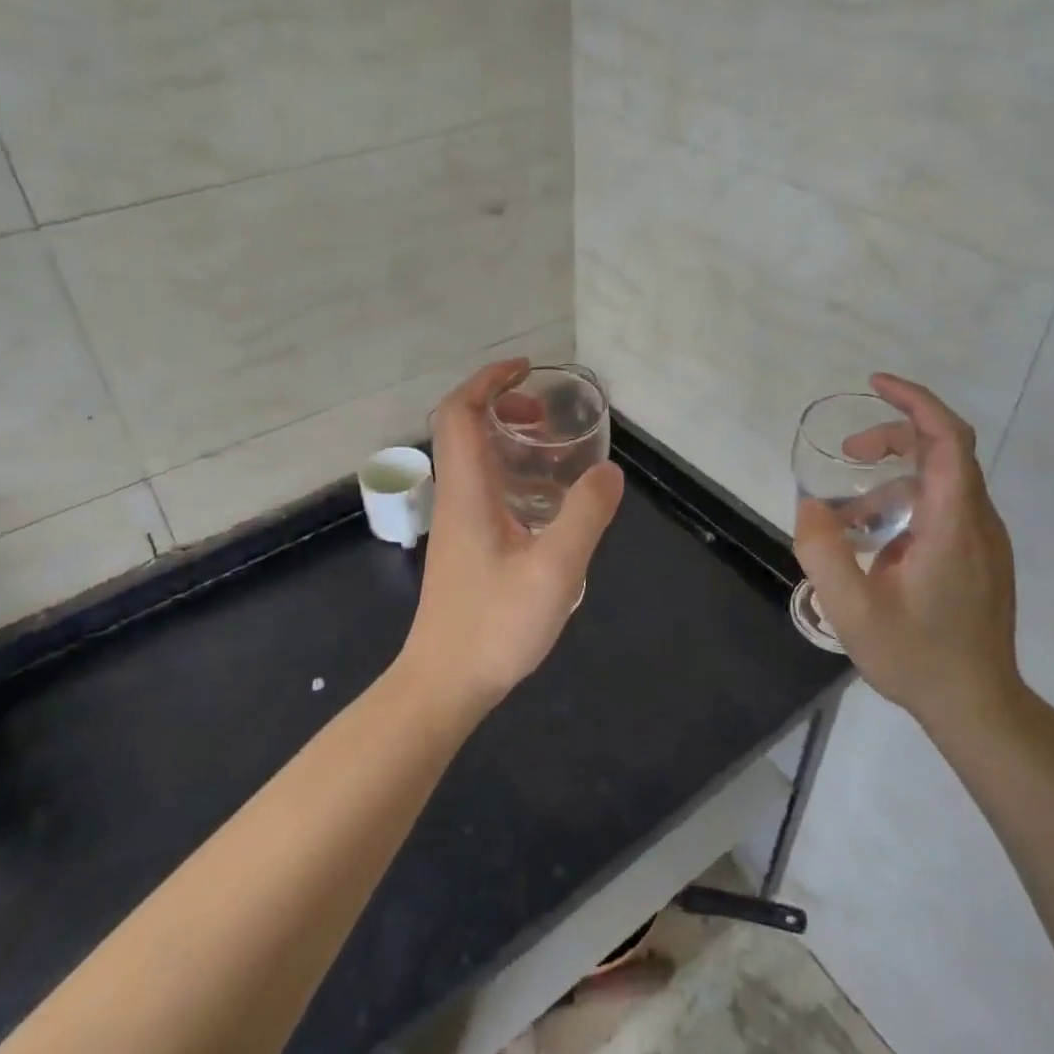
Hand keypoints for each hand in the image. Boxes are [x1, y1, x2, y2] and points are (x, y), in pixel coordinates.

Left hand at [400, 359, 624, 711]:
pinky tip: (546, 504)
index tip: (526, 371)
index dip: (489, 381)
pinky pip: (484, 489)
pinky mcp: (465, 546)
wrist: (445, 682)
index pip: (460, 413)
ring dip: (507, 441)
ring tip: (554, 453)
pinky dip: (511, 474)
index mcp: (468, 490)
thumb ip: (585, 515)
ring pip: (474, 460)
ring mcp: (457, 523)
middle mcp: (456, 497)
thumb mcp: (555, 569)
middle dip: (502, 407)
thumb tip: (608, 470)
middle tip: (547, 416)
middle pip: (463, 429)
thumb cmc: (495, 625)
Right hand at [794, 373, 1020, 734]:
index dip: (914, 401)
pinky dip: (904, 504)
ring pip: (941, 481)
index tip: (875, 384)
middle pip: (944, 450)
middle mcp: (977, 522)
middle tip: (846, 451)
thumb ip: (823, 551)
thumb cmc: (917, 656)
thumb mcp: (852, 609)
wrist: (979, 706)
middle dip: (892, 437)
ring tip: (847, 517)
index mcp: (952, 524)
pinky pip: (943, 508)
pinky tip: (873, 543)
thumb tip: (811, 505)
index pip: (947, 439)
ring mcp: (983, 540)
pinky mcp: (979, 557)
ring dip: (891, 478)